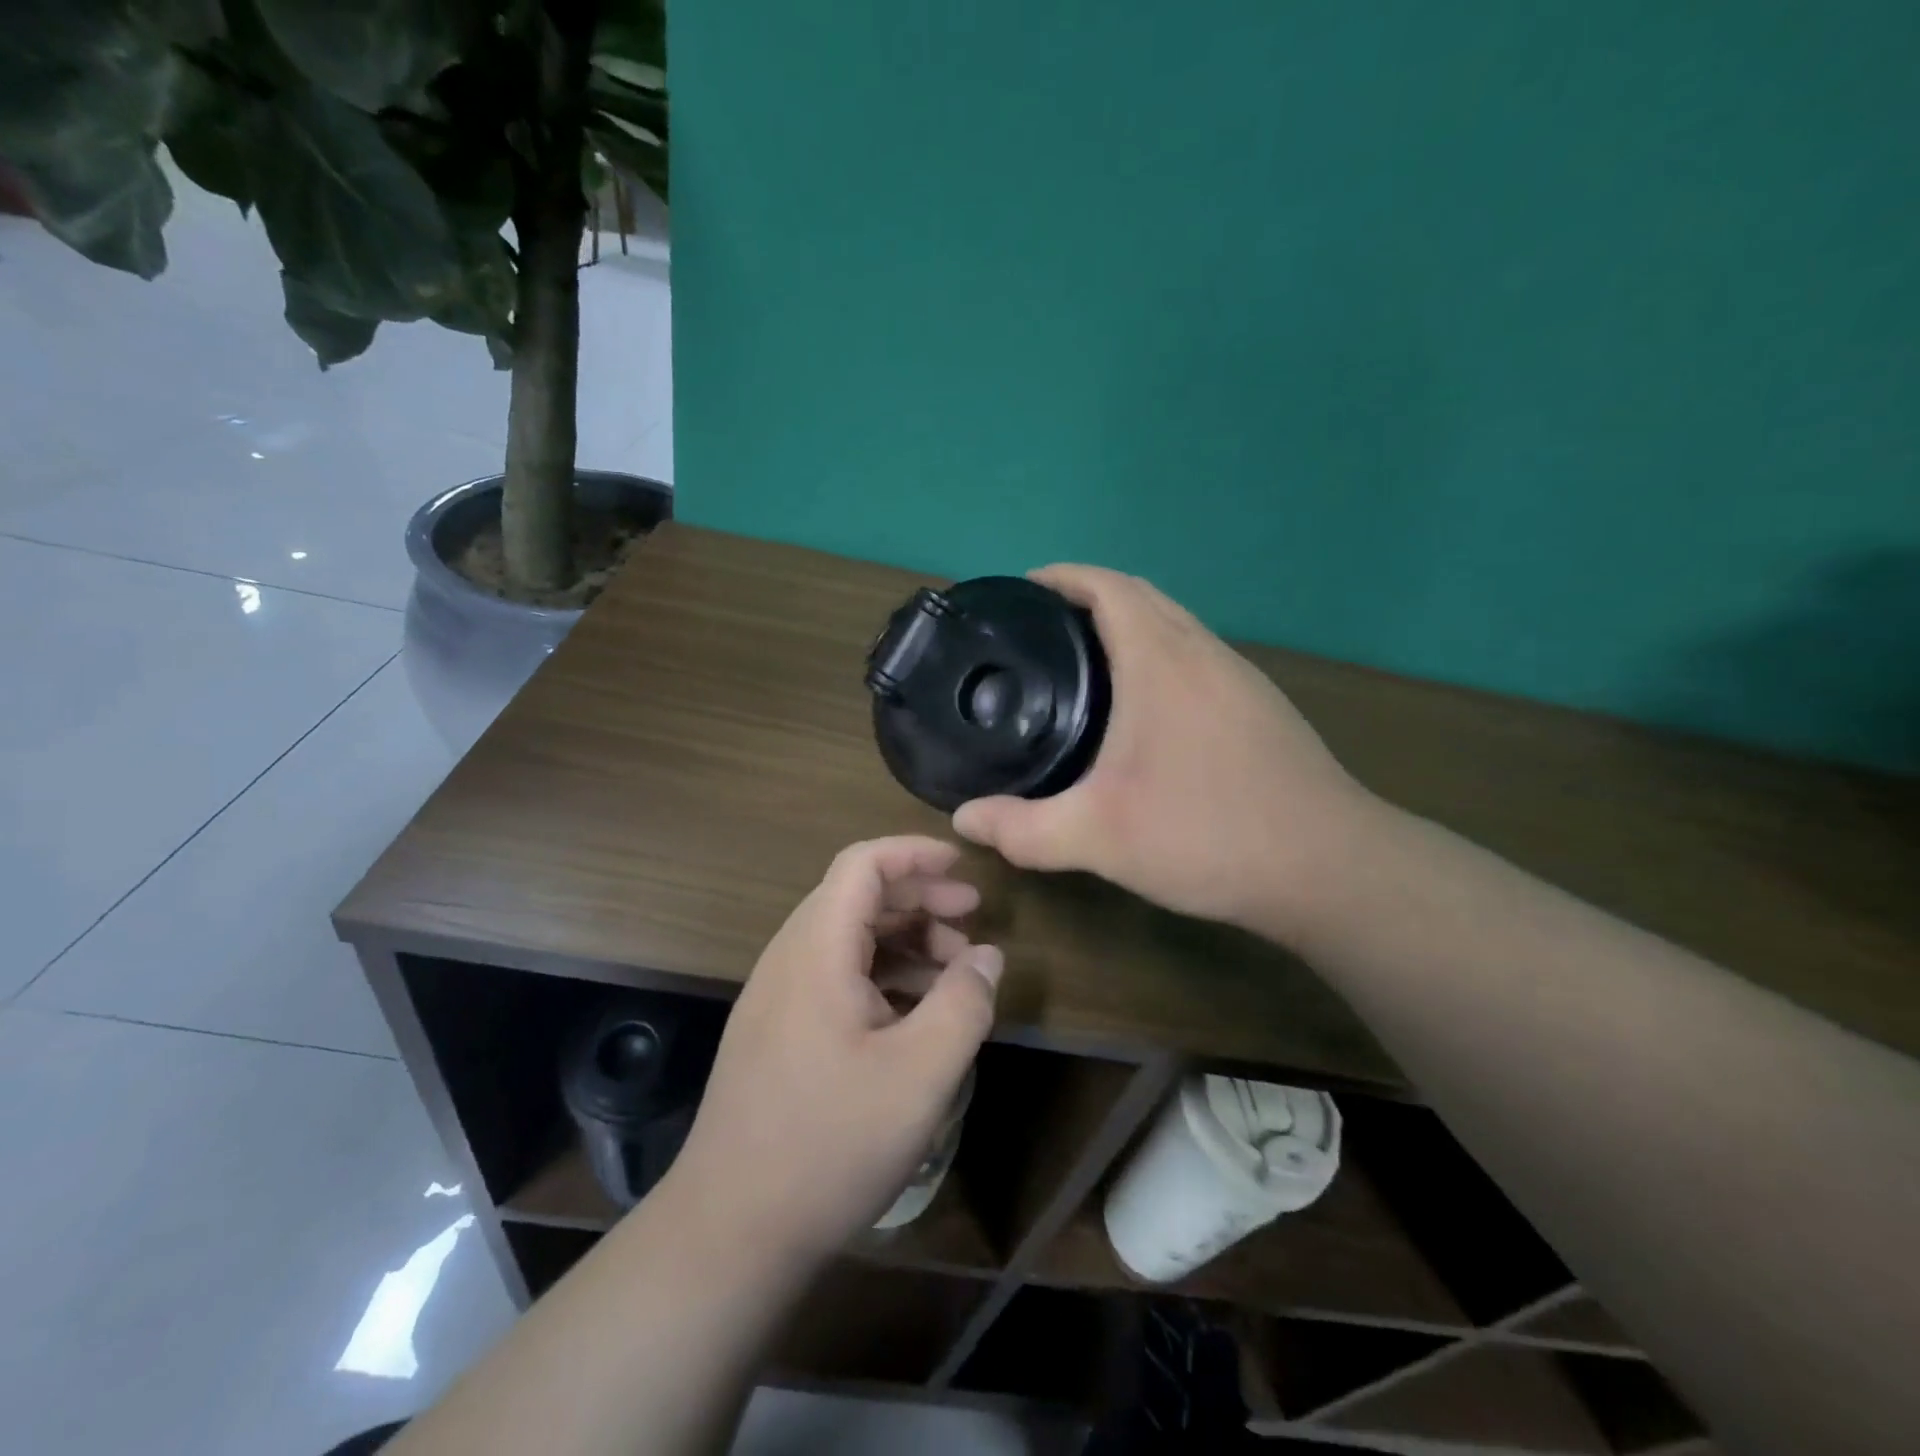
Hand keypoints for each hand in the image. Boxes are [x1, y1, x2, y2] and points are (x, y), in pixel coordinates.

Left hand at [664, 837, 1001, 1263]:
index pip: (862, 864)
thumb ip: (963, 1003)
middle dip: (920, 898)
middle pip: (857, 897)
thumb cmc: (829, 1144)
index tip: (964, 868)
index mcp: (816, 950)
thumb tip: (987, 956)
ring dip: (904, 940)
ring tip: (955, 971)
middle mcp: (790, 959)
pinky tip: (915, 1013)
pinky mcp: (777, 1031)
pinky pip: (836, 976)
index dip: (915, 854)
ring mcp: (777, 997)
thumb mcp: (920, 1074)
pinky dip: (882, 976)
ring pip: (848, 939)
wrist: (729, 1232)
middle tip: (973, 920)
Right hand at [953, 566, 1377, 946]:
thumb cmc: (1208, 835)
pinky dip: (1158, 656)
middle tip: (1040, 630)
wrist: (1330, 869)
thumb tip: (963, 821)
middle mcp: (1204, 654)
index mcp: (1162, 661)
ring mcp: (1241, 679)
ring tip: (1082, 663)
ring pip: (1175, 626)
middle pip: (1142, 596)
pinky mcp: (1261, 708)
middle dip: (1088, 596)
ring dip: (1128, 624)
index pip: (1108, 586)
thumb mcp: (1100, 837)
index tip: (1022, 590)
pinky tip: (1142, 709)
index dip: (1063, 577)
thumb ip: (1024, 829)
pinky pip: (1196, 657)